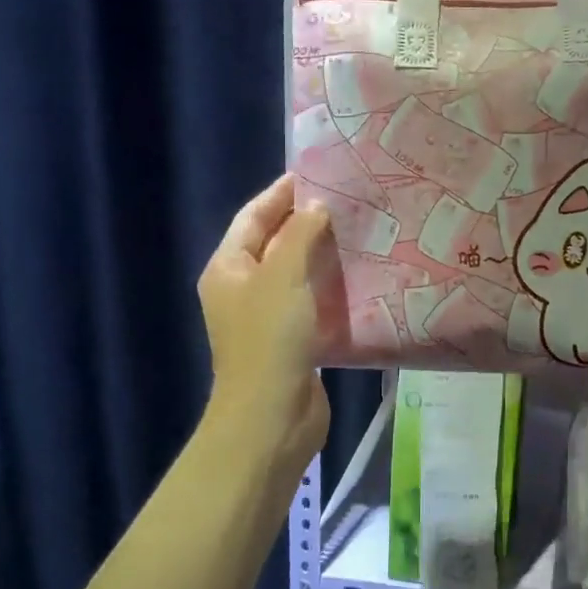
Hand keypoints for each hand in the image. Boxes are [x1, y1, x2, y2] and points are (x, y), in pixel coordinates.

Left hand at [197, 174, 331, 474]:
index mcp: (228, 268)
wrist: (272, 416)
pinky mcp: (291, 339)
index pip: (253, 217)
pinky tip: (359, 274)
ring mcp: (266, 316)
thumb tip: (317, 207)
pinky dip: (330, 285)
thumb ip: (301, 235)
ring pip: (295, 273)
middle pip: (274, 243)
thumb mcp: (284, 276)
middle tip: (346, 200)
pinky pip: (311, 300)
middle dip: (306, 221)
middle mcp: (243, 288)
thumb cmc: (270, 339)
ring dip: (322, 253)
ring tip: (359, 230)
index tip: (315, 173)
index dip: (281, 194)